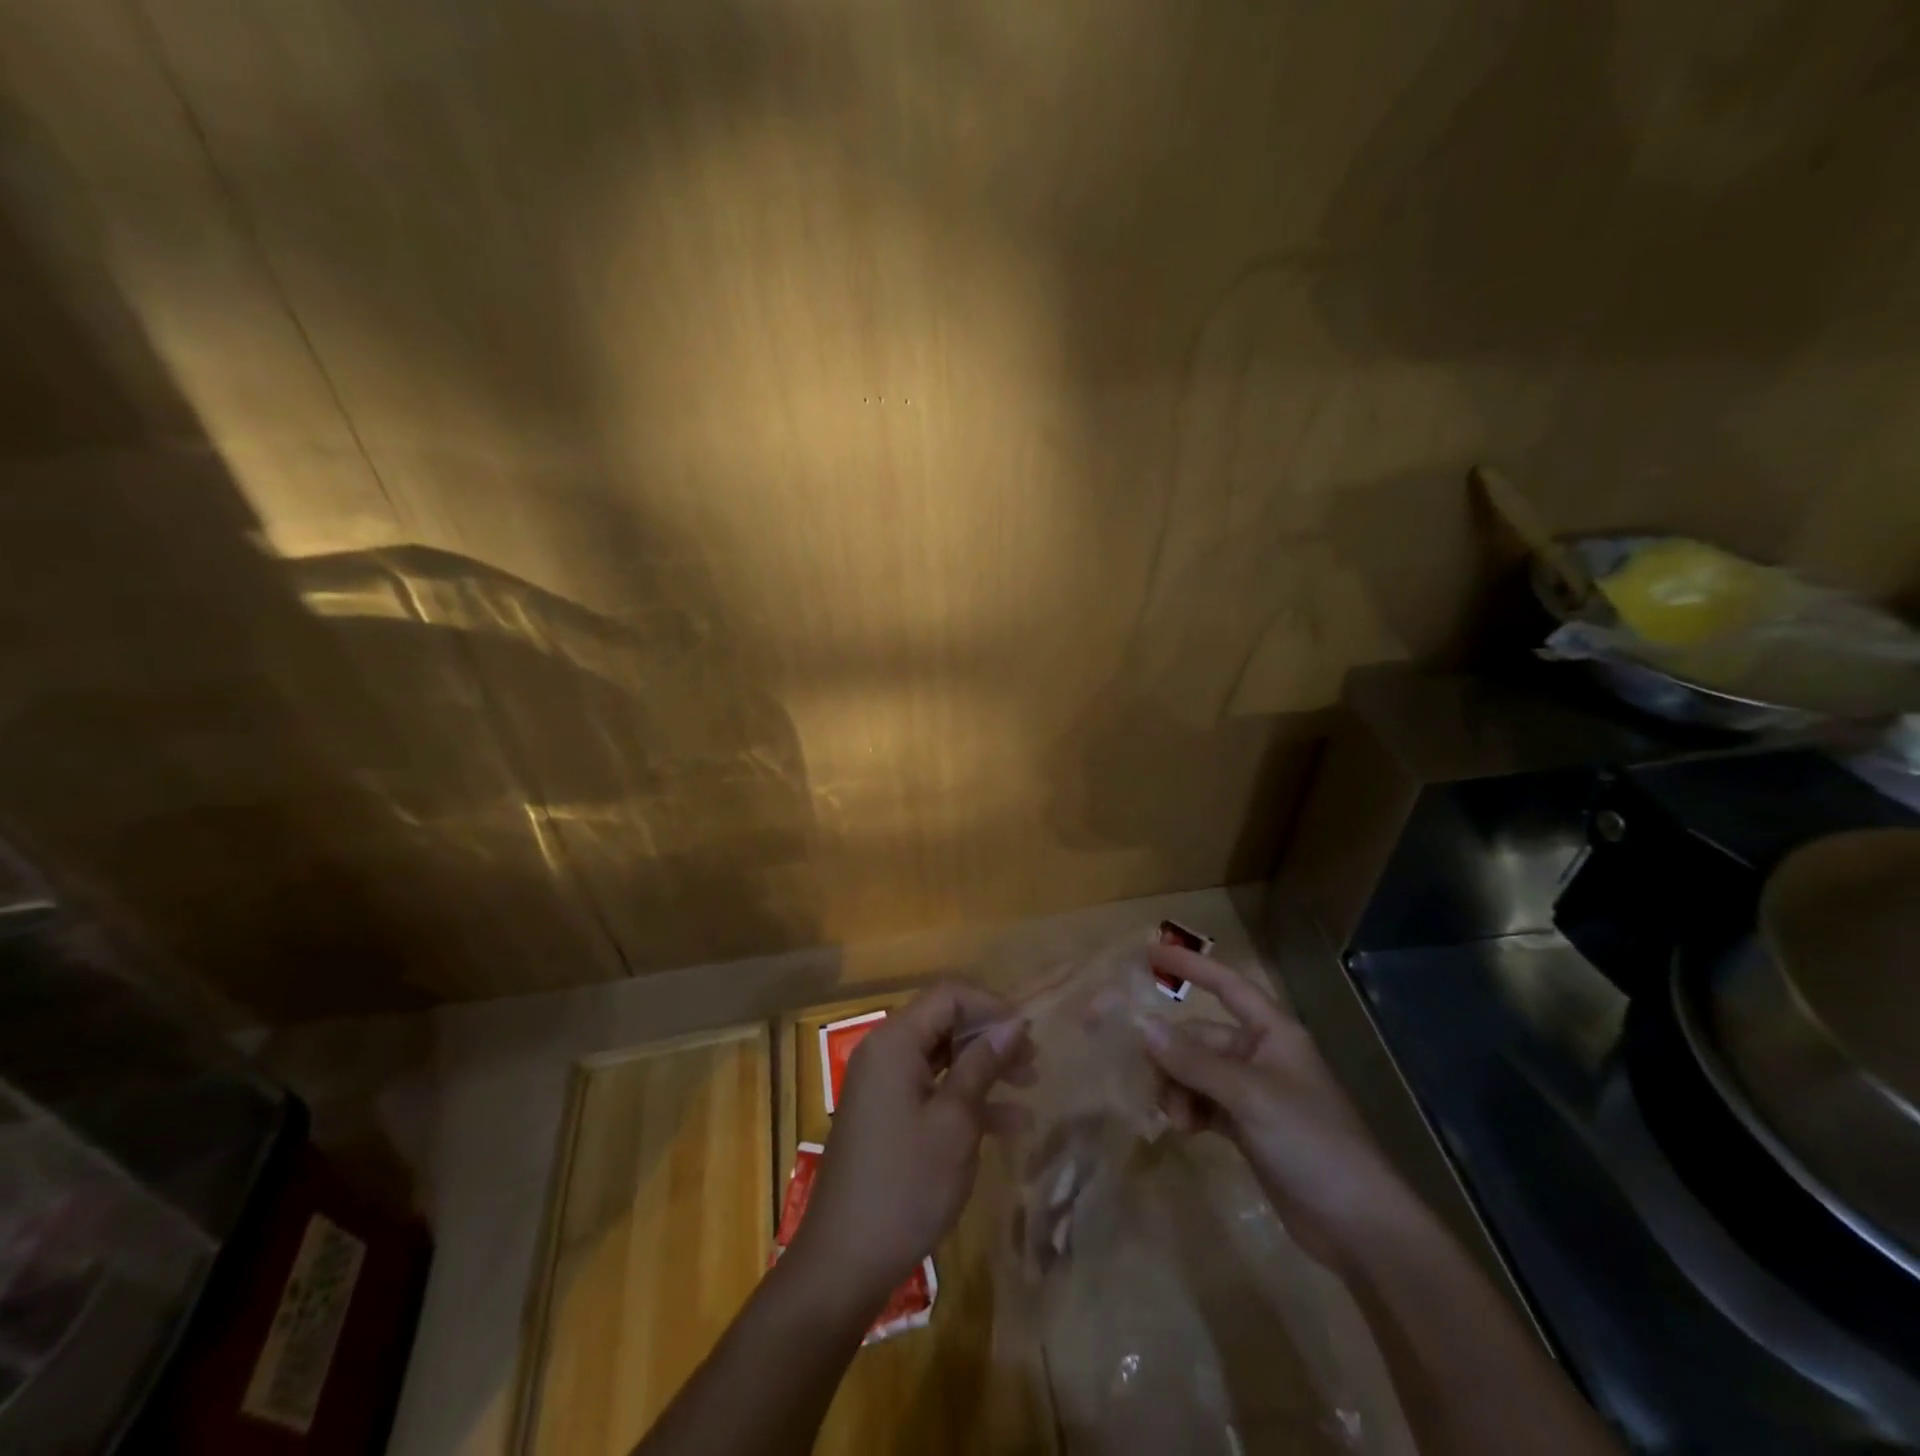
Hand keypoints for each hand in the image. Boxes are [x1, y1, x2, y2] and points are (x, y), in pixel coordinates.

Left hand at [790, 983, 1030, 1311]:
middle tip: (1033, 1064)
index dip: (992, 1006)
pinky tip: (1006, 1124)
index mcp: (895, 1042)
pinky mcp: (886, 1116)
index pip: (948, 996)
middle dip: (991, 1038)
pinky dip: (965, 1099)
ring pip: (942, 1058)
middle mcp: (885, 1053)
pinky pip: (931, 1089)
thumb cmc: (906, 1184)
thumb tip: (1014, 1023)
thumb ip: (983, 1065)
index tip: (1029, 1033)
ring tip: (1029, 1090)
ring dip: (984, 1069)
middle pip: (945, 1023)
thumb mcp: (955, 1122)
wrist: (844, 1261)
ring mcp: (883, 1086)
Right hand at [1141, 945, 1409, 1266]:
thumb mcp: (1249, 1096)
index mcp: (1272, 1033)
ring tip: (1174, 1120)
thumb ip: (1194, 1061)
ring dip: (1178, 1089)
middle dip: (1172, 1057)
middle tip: (1146, 1080)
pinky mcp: (1248, 1127)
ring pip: (1197, 1072)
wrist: (1359, 1227)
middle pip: (1201, 1037)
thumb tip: (1143, 1027)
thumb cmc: (1312, 1142)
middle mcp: (1261, 1055)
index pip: (1226, 984)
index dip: (1190, 966)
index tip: (1150, 952)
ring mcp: (1254, 1093)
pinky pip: (1203, 1103)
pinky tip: (1182, 1130)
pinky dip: (1188, 1110)